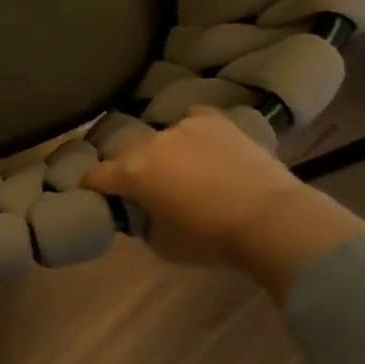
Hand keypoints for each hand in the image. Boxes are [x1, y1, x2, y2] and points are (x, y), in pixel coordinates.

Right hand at [84, 108, 364, 295]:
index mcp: (131, 173)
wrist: (271, 219)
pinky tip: (202, 146)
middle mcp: (150, 143)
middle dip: (127, 168)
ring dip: (161, 152)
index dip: (93, 187)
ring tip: (180, 168)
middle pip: (124, 152)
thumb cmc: (210, 239)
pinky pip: (191, 119)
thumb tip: (139, 209)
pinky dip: (191, 132)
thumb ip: (140, 221)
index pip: (95, 176)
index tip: (99, 195)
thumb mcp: (161, 243)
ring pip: (158, 136)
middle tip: (144, 186)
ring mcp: (183, 126)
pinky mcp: (214, 120)